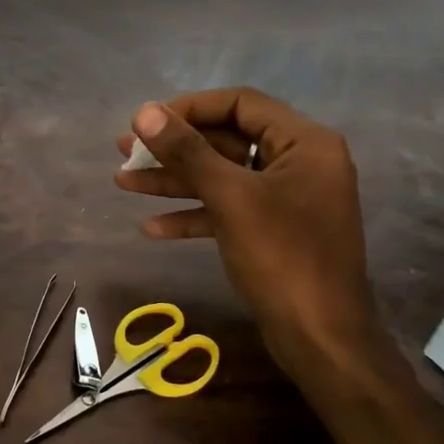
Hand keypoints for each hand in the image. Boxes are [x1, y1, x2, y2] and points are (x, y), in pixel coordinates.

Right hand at [114, 88, 385, 377]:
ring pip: (223, 178)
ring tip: (122, 182)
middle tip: (124, 151)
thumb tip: (144, 112)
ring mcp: (287, 199)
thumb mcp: (231, 198)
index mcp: (304, 143)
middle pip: (228, 140)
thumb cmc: (282, 258)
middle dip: (174, 148)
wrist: (321, 340)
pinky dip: (194, 214)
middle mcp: (300, 163)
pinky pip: (230, 210)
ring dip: (175, 181)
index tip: (145, 122)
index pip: (241, 104)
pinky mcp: (274, 231)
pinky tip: (152, 228)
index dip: (189, 108)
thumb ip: (188, 152)